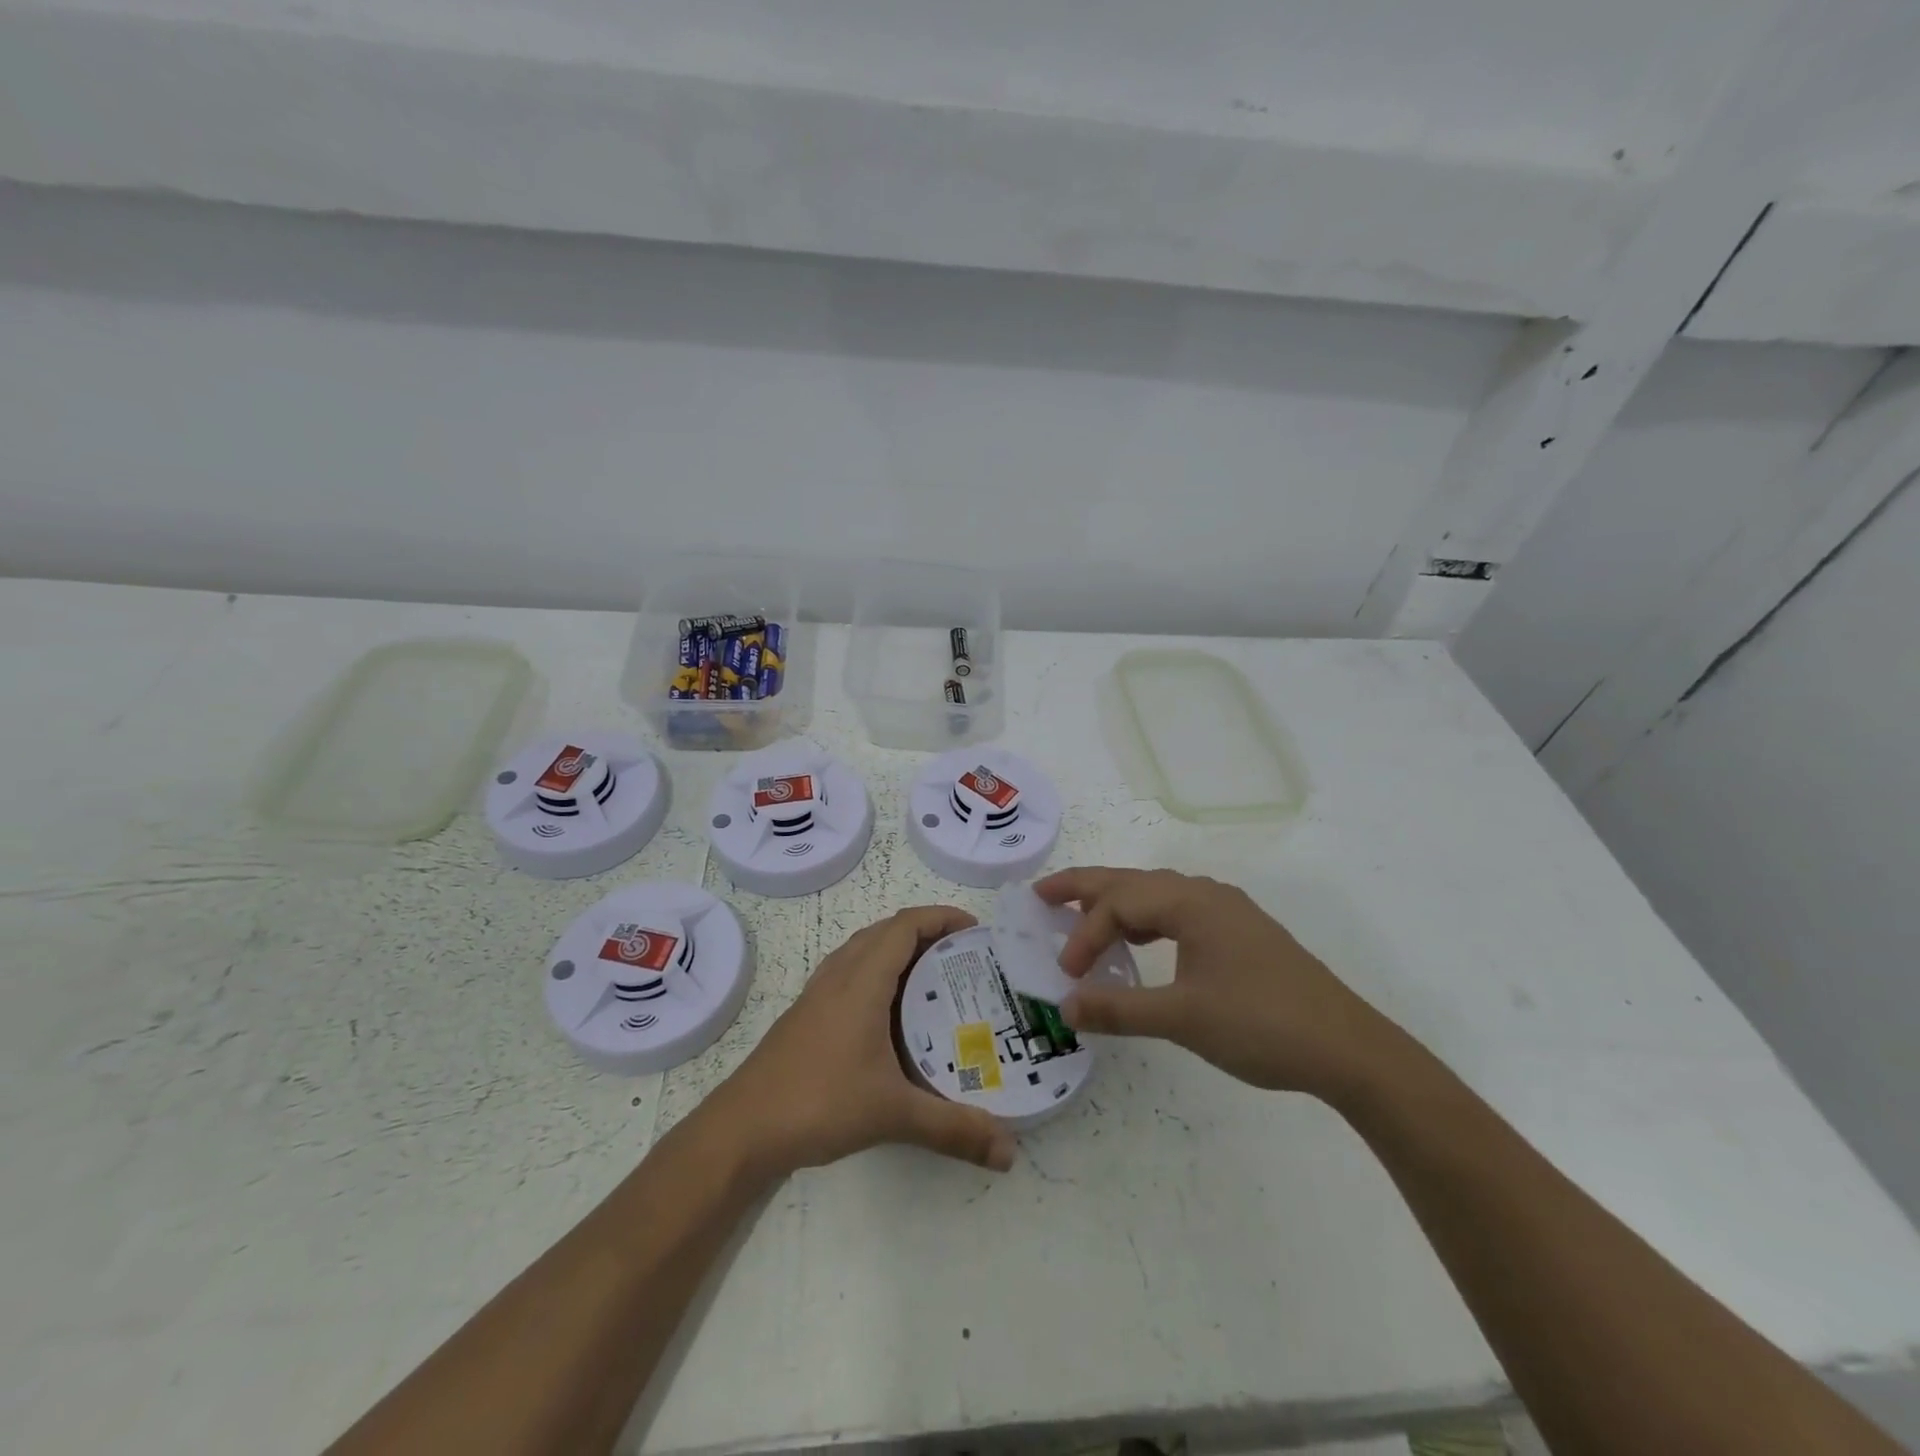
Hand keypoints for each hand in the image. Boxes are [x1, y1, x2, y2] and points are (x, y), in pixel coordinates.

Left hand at [710, 906, 1016, 1180]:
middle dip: (926, 932)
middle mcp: (839, 975)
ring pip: (864, 950)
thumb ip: (954, 1129)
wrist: (742, 1128)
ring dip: (898, 949)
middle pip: (886, 931)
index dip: (941, 917)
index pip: (905, 925)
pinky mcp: (806, 1014)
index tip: (975, 930)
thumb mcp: (894, 1114)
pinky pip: (849, 972)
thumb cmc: (819, 1102)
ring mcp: (818, 993)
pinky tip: (890, 1014)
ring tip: (934, 978)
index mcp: (862, 980)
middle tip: (963, 957)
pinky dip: (877, 972)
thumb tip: (1010, 1153)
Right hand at [1034, 868, 1400, 1102]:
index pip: (1120, 904)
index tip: (1067, 974)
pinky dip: (1147, 921)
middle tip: (1042, 894)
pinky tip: (1141, 942)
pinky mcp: (1241, 933)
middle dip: (1086, 887)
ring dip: (1118, 903)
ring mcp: (1227, 912)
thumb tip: (1065, 1007)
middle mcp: (1207, 895)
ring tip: (1083, 916)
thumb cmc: (1262, 1025)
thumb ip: (1120, 1009)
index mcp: (1191, 903)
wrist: (1348, 1049)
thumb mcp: (1183, 1019)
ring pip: (1157, 895)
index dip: (1085, 935)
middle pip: (1134, 881)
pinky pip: (1179, 912)